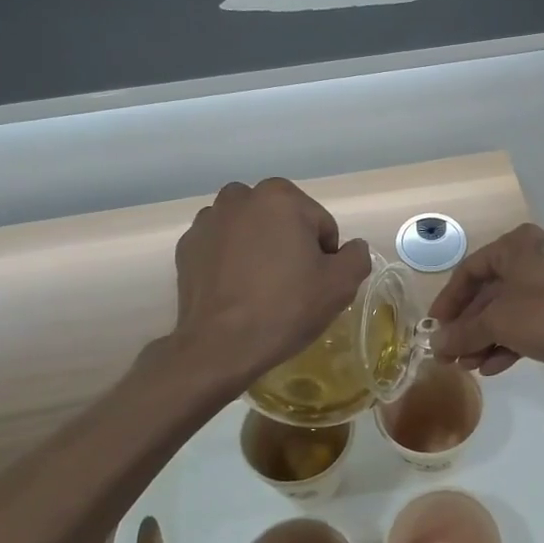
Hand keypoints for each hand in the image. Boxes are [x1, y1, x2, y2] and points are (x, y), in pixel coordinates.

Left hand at [169, 179, 371, 389]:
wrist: (221, 345)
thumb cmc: (286, 307)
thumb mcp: (341, 284)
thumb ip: (356, 256)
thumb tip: (351, 248)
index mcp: (281, 197)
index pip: (320, 224)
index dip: (325, 256)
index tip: (316, 283)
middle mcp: (240, 197)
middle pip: (282, 220)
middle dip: (290, 244)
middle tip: (291, 285)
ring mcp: (208, 220)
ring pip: (250, 230)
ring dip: (259, 248)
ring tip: (261, 288)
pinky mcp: (187, 246)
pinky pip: (222, 246)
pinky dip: (231, 260)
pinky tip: (236, 291)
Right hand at [427, 224, 543, 379]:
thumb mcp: (499, 322)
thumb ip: (464, 333)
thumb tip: (436, 345)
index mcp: (516, 246)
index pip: (469, 270)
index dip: (448, 301)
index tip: (434, 328)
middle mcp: (533, 258)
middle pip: (489, 294)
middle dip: (468, 327)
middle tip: (449, 355)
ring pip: (509, 311)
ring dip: (485, 339)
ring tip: (468, 367)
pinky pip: (528, 324)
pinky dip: (509, 343)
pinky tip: (492, 368)